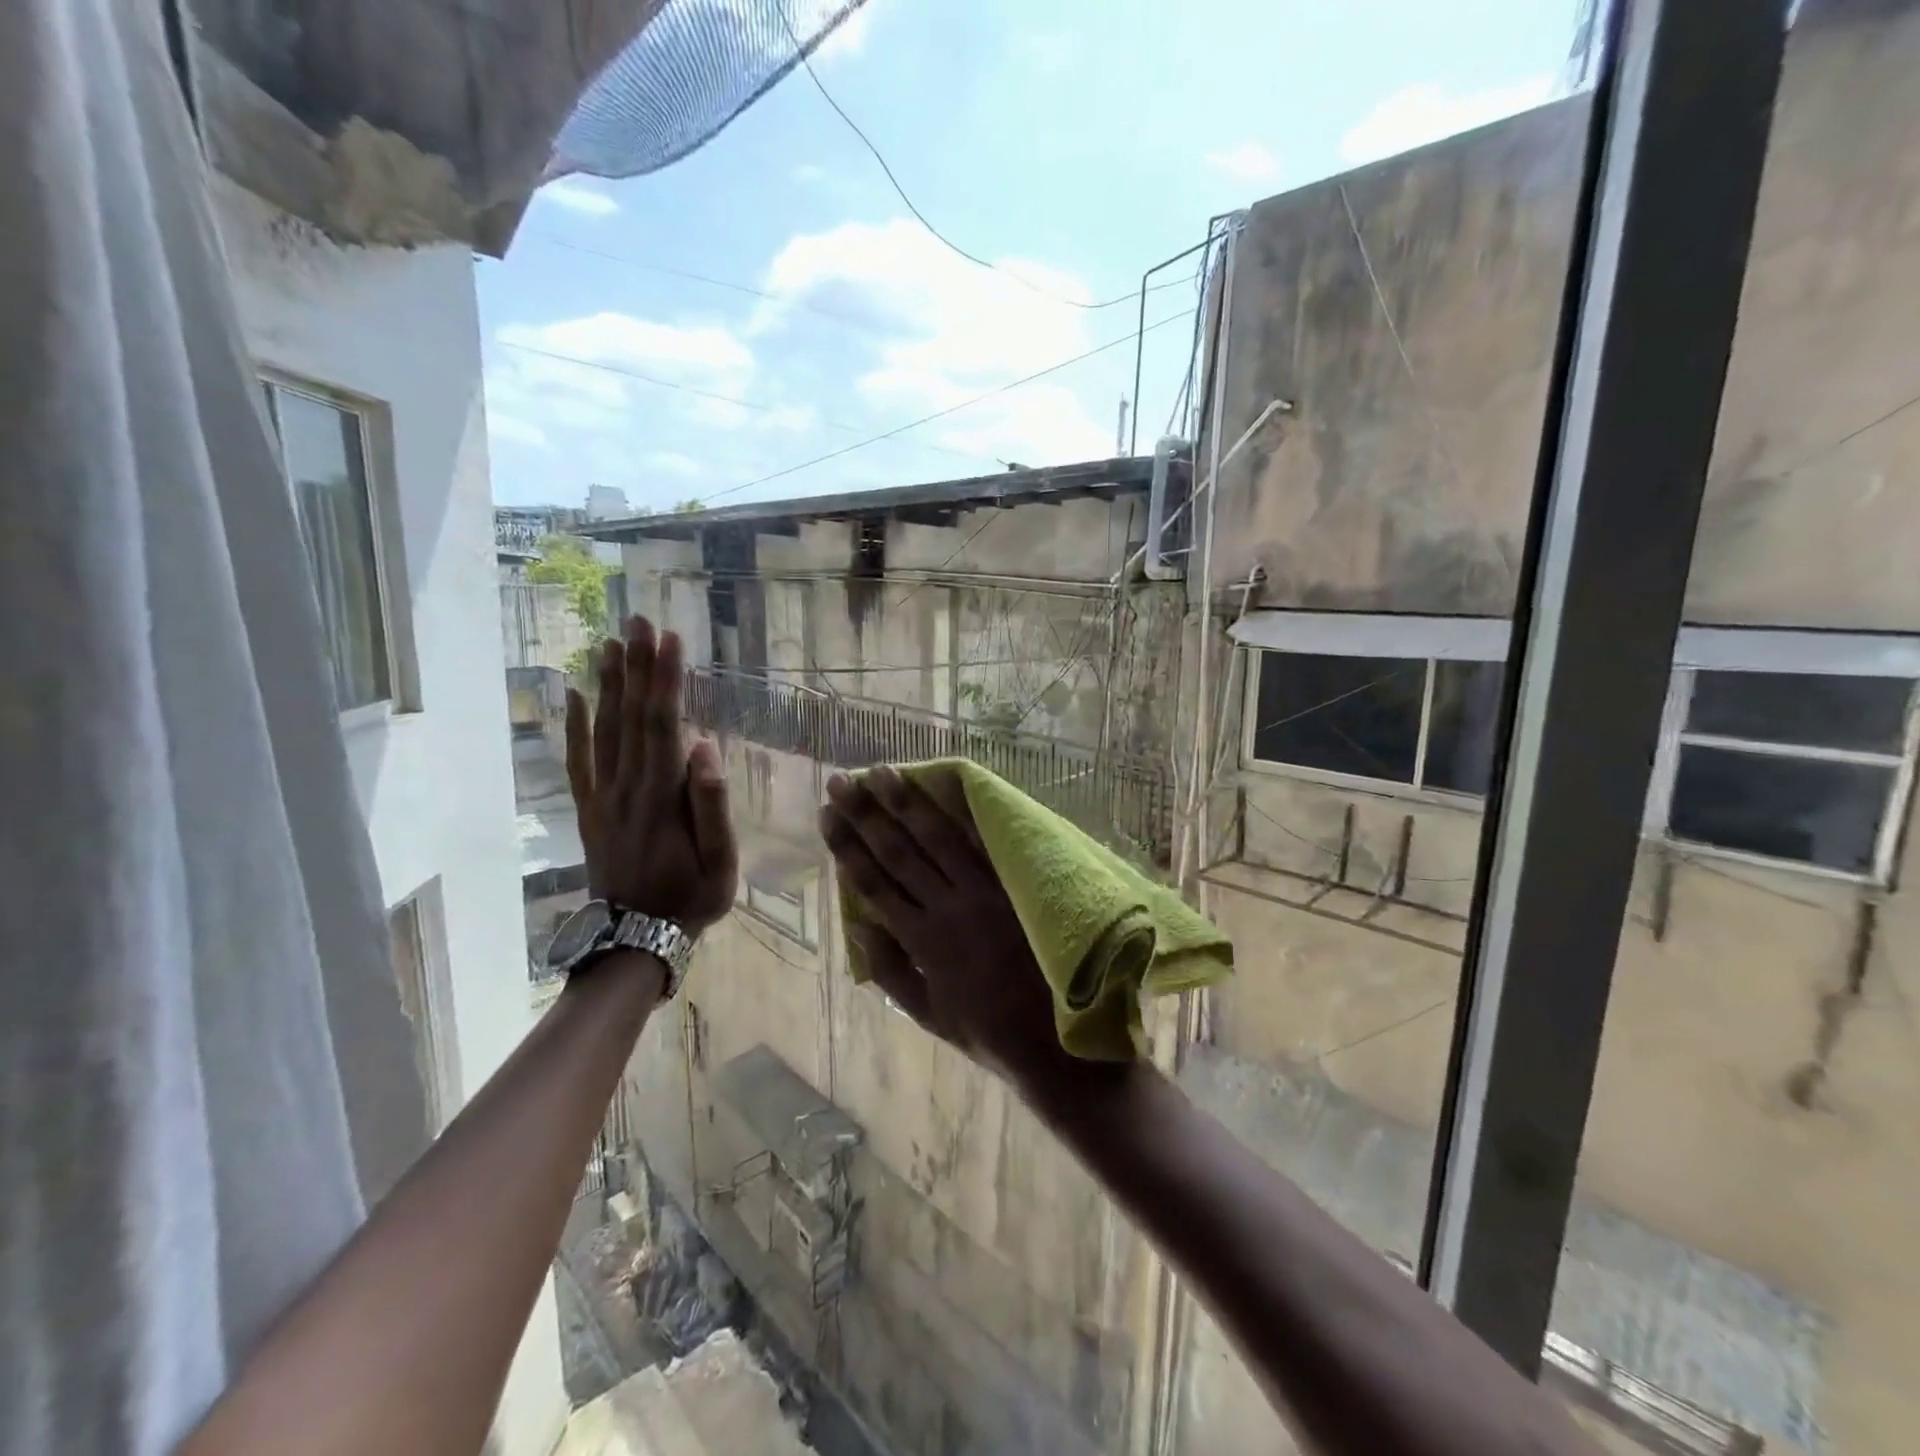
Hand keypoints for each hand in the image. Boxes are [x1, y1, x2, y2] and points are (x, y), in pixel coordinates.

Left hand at [565, 617, 735, 935]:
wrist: (635, 938)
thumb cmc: (689, 898)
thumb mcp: (720, 862)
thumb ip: (712, 805)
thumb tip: (704, 747)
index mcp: (661, 797)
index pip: (664, 725)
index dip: (666, 681)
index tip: (669, 640)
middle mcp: (626, 787)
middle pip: (631, 717)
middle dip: (636, 667)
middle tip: (637, 620)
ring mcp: (603, 797)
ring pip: (604, 730)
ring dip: (608, 684)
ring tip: (610, 642)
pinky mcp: (590, 808)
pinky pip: (578, 761)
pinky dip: (575, 726)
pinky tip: (575, 695)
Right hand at [819, 766, 1111, 1100]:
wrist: (1054, 1039)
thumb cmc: (986, 1030)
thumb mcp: (928, 1015)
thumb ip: (892, 971)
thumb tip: (859, 927)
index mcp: (923, 941)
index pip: (875, 884)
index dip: (848, 848)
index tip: (828, 817)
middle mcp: (948, 908)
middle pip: (899, 853)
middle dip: (866, 815)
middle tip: (841, 781)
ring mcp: (984, 893)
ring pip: (938, 840)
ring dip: (908, 804)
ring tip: (883, 771)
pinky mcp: (1014, 886)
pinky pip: (986, 845)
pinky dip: (966, 816)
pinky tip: (951, 789)